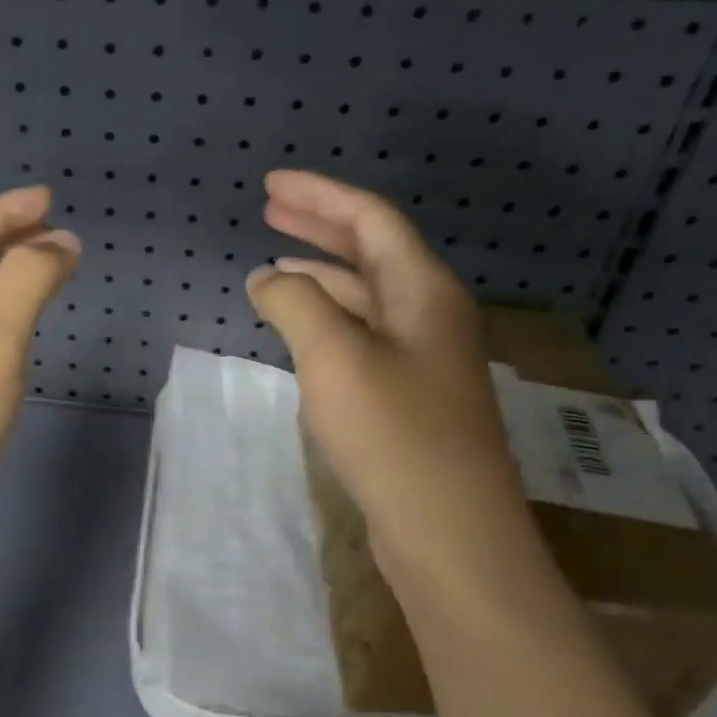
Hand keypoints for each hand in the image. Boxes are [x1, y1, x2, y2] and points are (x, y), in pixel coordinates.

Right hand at [244, 171, 536, 596]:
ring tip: (274, 267)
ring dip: (321, 275)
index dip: (320, 194)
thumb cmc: (393, 433)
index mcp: (424, 290)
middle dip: (320, 226)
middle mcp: (431, 314)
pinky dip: (328, 320)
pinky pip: (364, 336)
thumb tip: (267, 278)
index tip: (270, 184)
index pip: (370, 219)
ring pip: (367, 296)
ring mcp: (424, 358)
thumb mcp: (333, 355)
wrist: (449, 532)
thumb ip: (295, 303)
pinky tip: (302, 330)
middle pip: (372, 250)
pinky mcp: (411, 397)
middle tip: (270, 209)